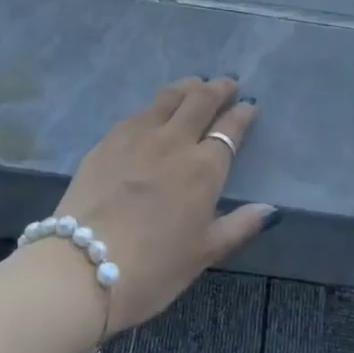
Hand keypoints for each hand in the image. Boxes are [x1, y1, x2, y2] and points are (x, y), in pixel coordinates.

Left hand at [49, 77, 269, 334]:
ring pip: (168, 97)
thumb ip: (240, 226)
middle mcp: (173, 141)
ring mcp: (137, 136)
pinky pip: (138, 111)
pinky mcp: (107, 140)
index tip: (250, 104)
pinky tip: (155, 109)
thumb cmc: (153, 269)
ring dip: (187, 87)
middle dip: (218, 88)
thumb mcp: (204, 253)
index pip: (230, 129)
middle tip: (227, 83)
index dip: (242, 113)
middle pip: (200, 101)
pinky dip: (155, 104)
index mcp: (203, 168)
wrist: (82, 267)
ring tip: (195, 84)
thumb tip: (271, 209)